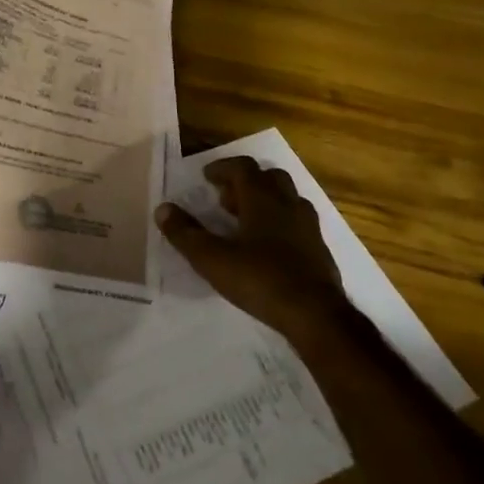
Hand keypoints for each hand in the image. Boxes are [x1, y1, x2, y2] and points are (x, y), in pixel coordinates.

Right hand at [154, 155, 348, 341]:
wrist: (316, 316)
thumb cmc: (260, 279)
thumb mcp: (213, 259)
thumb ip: (186, 233)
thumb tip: (163, 209)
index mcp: (262, 197)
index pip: (242, 167)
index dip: (223, 168)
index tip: (206, 177)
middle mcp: (287, 203)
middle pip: (268, 177)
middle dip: (245, 182)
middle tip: (226, 199)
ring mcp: (308, 226)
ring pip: (286, 198)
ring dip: (266, 201)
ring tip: (246, 222)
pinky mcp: (320, 250)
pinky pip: (298, 223)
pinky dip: (281, 224)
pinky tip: (270, 248)